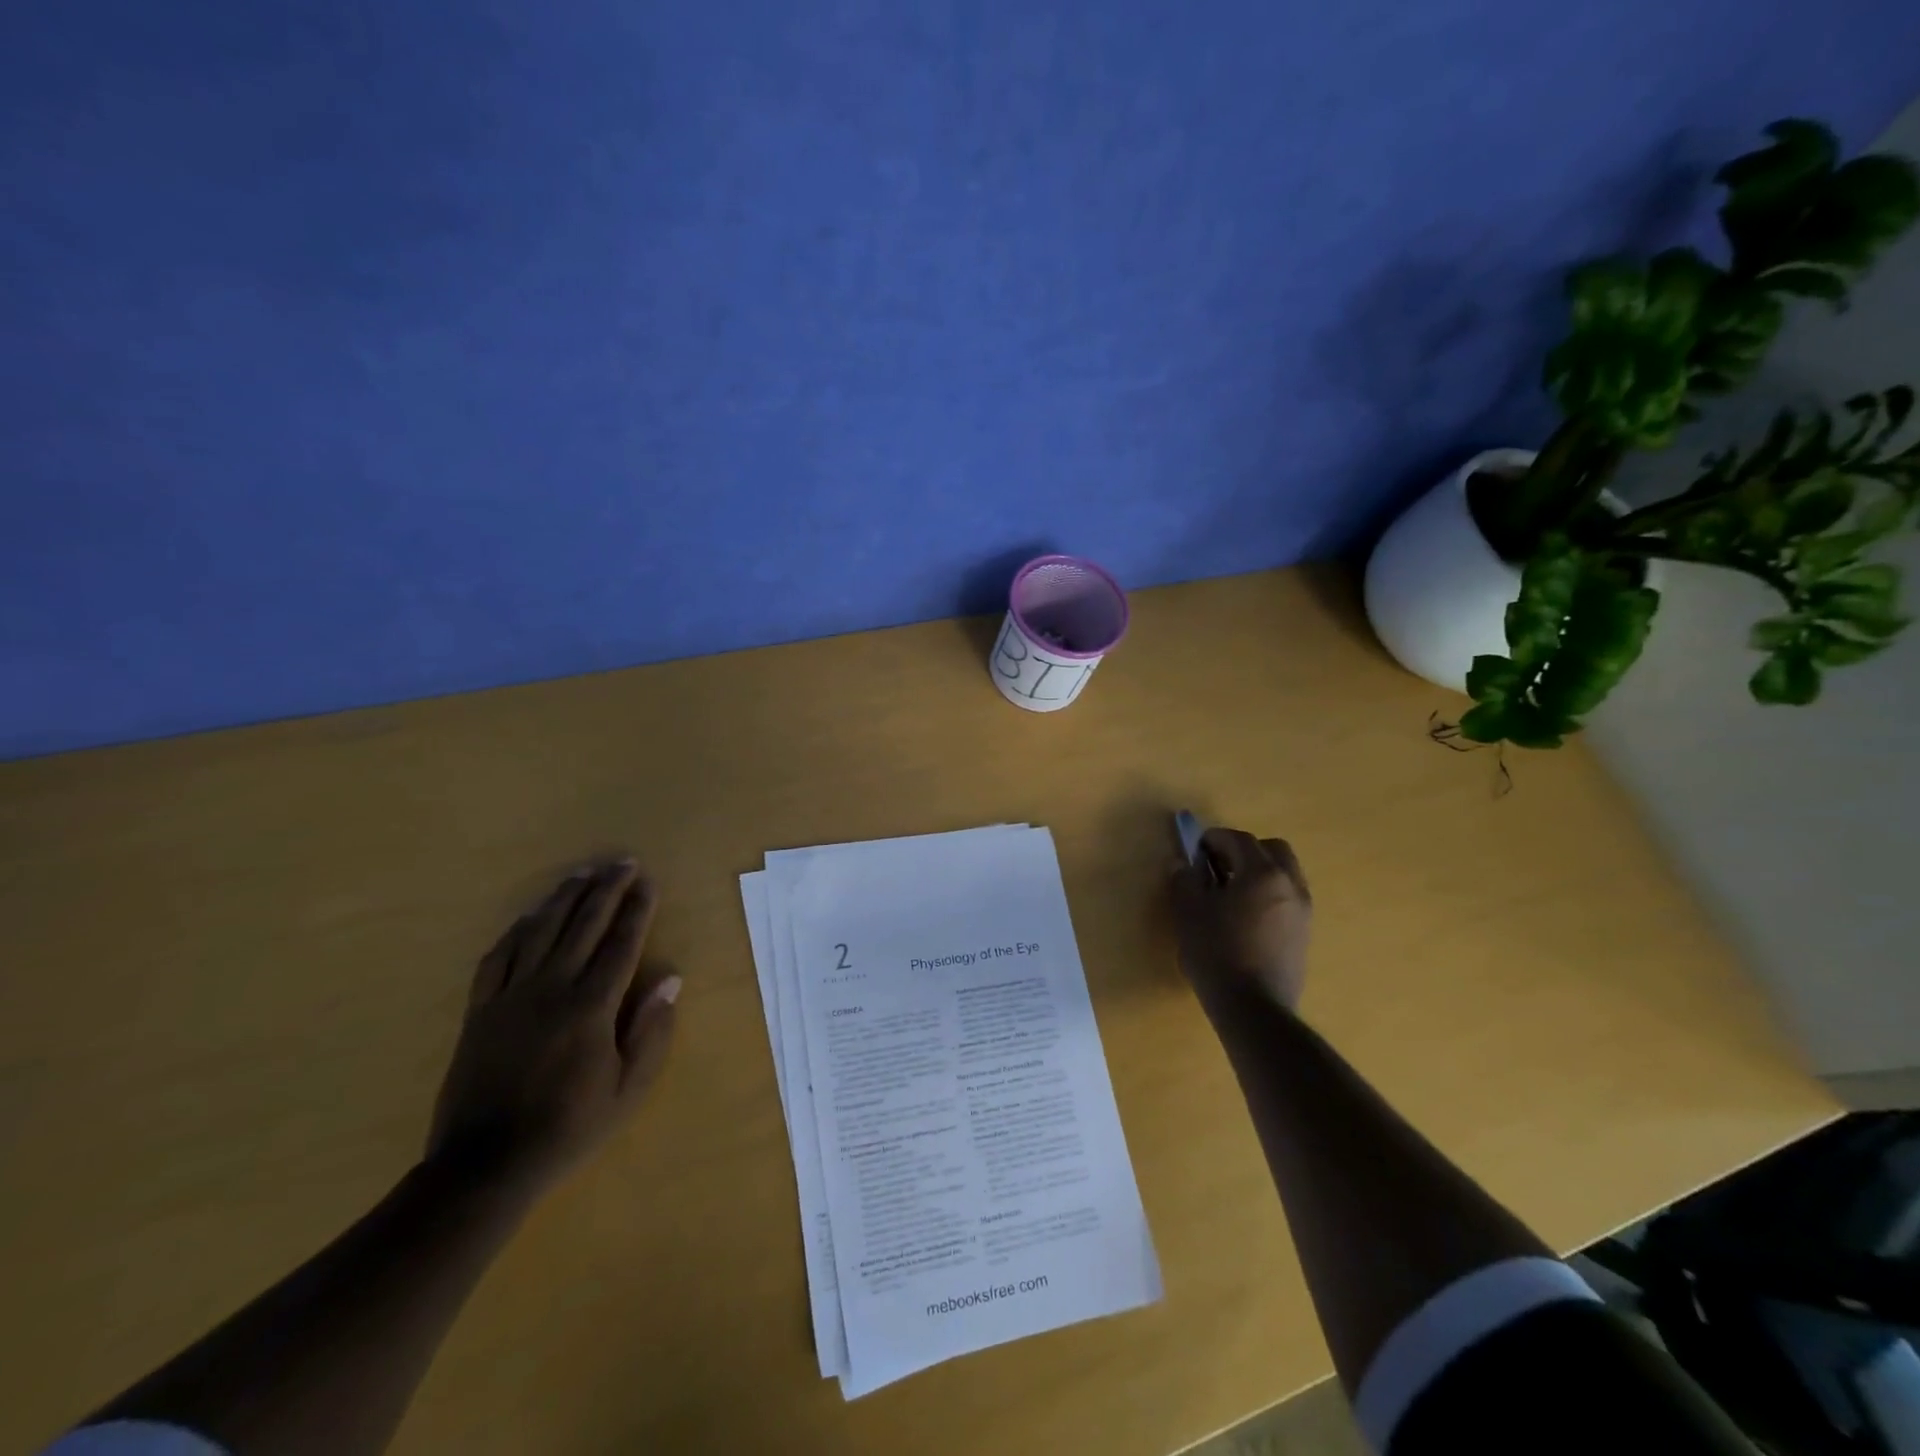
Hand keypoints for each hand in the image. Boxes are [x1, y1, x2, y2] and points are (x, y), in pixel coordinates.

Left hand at [427, 860, 680, 1196]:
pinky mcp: (480, 1010)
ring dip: (564, 898)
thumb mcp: (629, 1089)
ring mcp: (511, 996)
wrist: (484, 1166)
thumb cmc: (569, 1127)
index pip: (621, 943)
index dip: (637, 908)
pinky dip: (517, 930)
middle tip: (621, 862)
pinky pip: (498, 957)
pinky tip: (530, 916)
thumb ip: (652, 1032)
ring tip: (581, 874)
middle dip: (606, 889)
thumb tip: (671, 979)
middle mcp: (552, 988)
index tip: (648, 881)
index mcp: (591, 1006)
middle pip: (583, 925)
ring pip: (540, 931)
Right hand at [1171, 828, 1311, 1012]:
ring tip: (1230, 893)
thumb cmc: (1216, 952)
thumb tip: (1183, 863)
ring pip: (1284, 874)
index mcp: (1262, 873)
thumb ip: (1185, 880)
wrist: (1254, 1008)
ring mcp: (1302, 911)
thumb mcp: (1188, 912)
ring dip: (1258, 872)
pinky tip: (1244, 918)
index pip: (1239, 839)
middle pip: (1271, 850)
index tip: (1195, 848)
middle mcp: (1290, 885)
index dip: (1214, 838)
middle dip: (1244, 850)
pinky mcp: (1304, 934)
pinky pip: (1287, 898)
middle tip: (1217, 866)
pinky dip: (1268, 895)